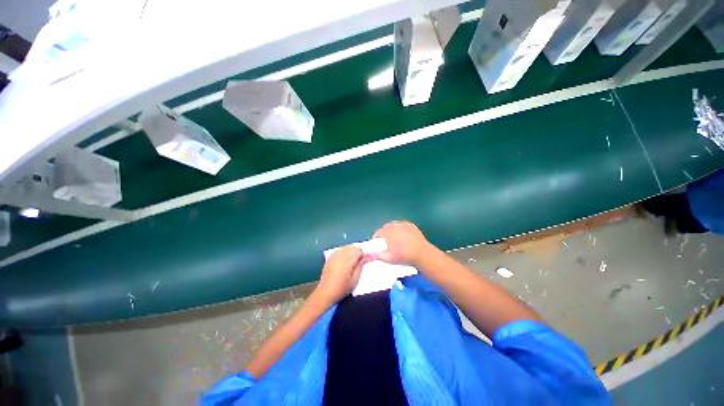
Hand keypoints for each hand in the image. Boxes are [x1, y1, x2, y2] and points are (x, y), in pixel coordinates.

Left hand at [316, 246, 365, 303]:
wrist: (325, 293)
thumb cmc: (342, 289)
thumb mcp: (354, 280)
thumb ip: (360, 266)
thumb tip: (367, 256)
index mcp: (347, 263)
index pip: (358, 251)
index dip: (363, 254)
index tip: (365, 260)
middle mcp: (340, 257)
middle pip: (352, 247)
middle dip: (358, 252)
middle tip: (359, 261)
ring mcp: (334, 256)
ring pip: (346, 247)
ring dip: (351, 250)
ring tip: (352, 260)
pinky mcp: (330, 257)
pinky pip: (340, 249)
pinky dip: (345, 251)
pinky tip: (345, 258)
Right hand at [373, 221, 433, 265]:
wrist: (422, 254)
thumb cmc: (404, 256)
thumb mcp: (389, 259)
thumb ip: (378, 255)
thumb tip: (372, 254)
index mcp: (389, 233)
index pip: (378, 233)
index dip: (376, 238)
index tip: (377, 244)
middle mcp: (395, 225)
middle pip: (385, 227)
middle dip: (384, 233)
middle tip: (386, 242)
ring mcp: (404, 224)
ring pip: (393, 225)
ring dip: (392, 230)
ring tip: (394, 239)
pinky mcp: (411, 225)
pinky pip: (402, 225)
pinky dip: (400, 229)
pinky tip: (403, 236)